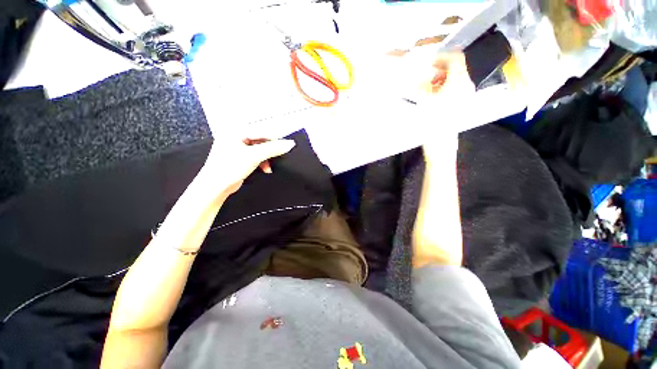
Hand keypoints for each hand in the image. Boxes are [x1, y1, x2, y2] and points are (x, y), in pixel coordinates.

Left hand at [200, 138, 295, 198]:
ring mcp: (236, 148)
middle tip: (279, 155)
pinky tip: (265, 169)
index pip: (261, 131)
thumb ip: (273, 149)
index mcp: (235, 131)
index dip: (275, 138)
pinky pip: (255, 156)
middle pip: (260, 140)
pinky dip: (261, 162)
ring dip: (266, 158)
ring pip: (258, 149)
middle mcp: (235, 137)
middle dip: (270, 150)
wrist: (215, 186)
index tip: (286, 144)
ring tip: (269, 166)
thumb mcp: (255, 156)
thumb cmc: (229, 168)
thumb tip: (289, 144)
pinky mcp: (238, 158)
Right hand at [417, 52, 470, 164]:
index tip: (431, 59)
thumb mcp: (425, 101)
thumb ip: (424, 85)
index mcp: (459, 82)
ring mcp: (464, 97)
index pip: (456, 59)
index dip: (443, 56)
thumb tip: (420, 77)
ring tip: (427, 85)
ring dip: (440, 79)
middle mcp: (465, 87)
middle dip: (440, 68)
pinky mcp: (460, 105)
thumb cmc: (433, 123)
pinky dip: (443, 88)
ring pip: (454, 80)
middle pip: (456, 69)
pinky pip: (453, 90)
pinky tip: (432, 95)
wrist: (441, 145)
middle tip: (426, 73)